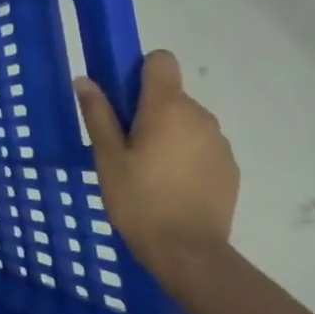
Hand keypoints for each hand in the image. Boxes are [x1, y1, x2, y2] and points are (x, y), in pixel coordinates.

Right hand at [74, 49, 237, 285]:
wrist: (188, 252)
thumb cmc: (138, 199)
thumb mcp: (107, 157)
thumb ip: (98, 114)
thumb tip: (85, 80)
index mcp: (167, 107)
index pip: (161, 61)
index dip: (140, 71)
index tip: (122, 98)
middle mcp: (200, 116)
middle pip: (171, 95)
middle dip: (148, 110)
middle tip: (125, 145)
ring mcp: (219, 142)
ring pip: (186, 122)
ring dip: (168, 134)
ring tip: (147, 170)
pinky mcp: (229, 167)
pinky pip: (201, 146)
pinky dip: (185, 155)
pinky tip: (170, 186)